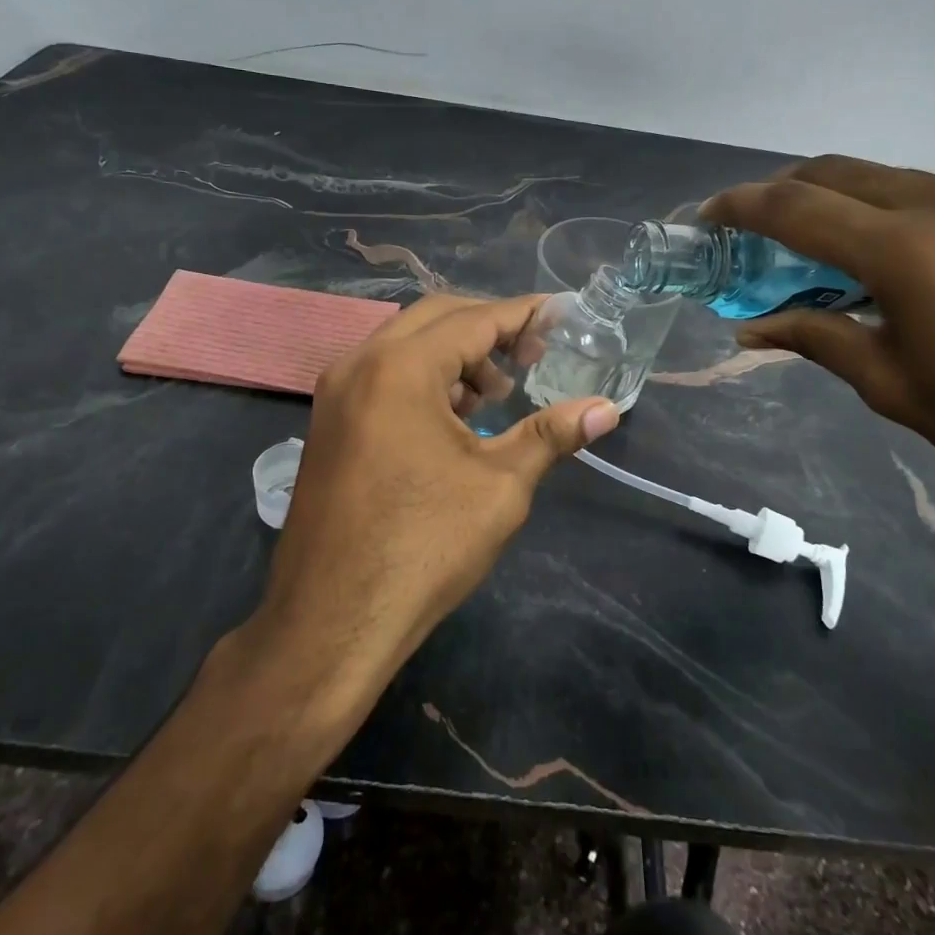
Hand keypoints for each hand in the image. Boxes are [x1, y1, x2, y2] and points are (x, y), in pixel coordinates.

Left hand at [260, 295, 619, 677]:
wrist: (331, 621)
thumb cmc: (422, 547)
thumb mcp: (498, 486)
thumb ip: (550, 434)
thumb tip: (607, 410)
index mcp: (400, 368)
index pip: (473, 320)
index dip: (522, 314)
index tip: (559, 313)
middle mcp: (359, 364)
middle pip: (434, 319)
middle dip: (488, 329)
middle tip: (533, 355)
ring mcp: (335, 394)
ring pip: (404, 347)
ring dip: (454, 356)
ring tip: (494, 395)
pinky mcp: (327, 424)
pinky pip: (382, 376)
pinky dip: (423, 379)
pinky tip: (452, 418)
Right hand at [701, 156, 934, 513]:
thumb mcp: (891, 384)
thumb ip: (816, 340)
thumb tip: (752, 330)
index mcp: (902, 248)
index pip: (794, 207)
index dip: (740, 206)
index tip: (706, 217)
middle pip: (834, 171)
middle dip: (780, 191)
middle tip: (751, 231)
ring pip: (882, 177)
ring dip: (834, 198)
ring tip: (814, 247)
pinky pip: (926, 193)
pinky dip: (882, 209)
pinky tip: (885, 257)